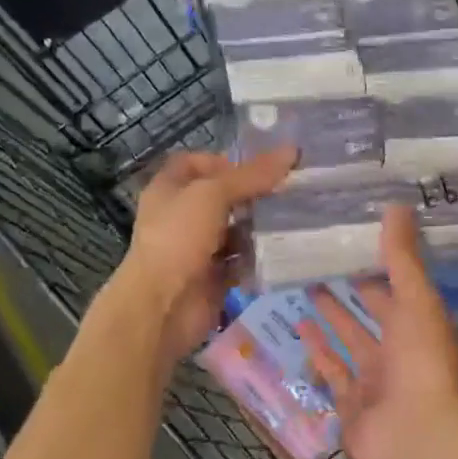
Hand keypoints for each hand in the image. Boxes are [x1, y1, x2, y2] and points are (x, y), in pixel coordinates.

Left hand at [121, 146, 295, 362]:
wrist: (162, 307)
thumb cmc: (178, 238)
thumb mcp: (213, 194)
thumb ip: (252, 175)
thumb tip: (292, 151)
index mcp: (170, 189)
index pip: (196, 163)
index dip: (224, 161)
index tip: (258, 169)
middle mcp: (182, 217)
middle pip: (222, 197)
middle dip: (253, 195)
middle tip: (289, 192)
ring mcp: (197, 249)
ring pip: (235, 231)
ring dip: (260, 227)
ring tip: (295, 219)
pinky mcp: (214, 277)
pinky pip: (241, 262)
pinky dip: (259, 258)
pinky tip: (284, 251)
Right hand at [300, 206, 457, 458]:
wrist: (412, 438)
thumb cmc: (420, 362)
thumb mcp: (416, 300)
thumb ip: (402, 257)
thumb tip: (397, 205)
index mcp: (422, 324)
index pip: (399, 285)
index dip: (380, 263)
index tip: (355, 238)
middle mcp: (400, 349)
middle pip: (373, 312)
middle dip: (352, 288)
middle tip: (321, 259)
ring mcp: (375, 379)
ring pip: (349, 340)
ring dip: (331, 316)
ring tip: (305, 286)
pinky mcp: (350, 403)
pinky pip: (332, 371)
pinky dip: (317, 351)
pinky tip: (298, 328)